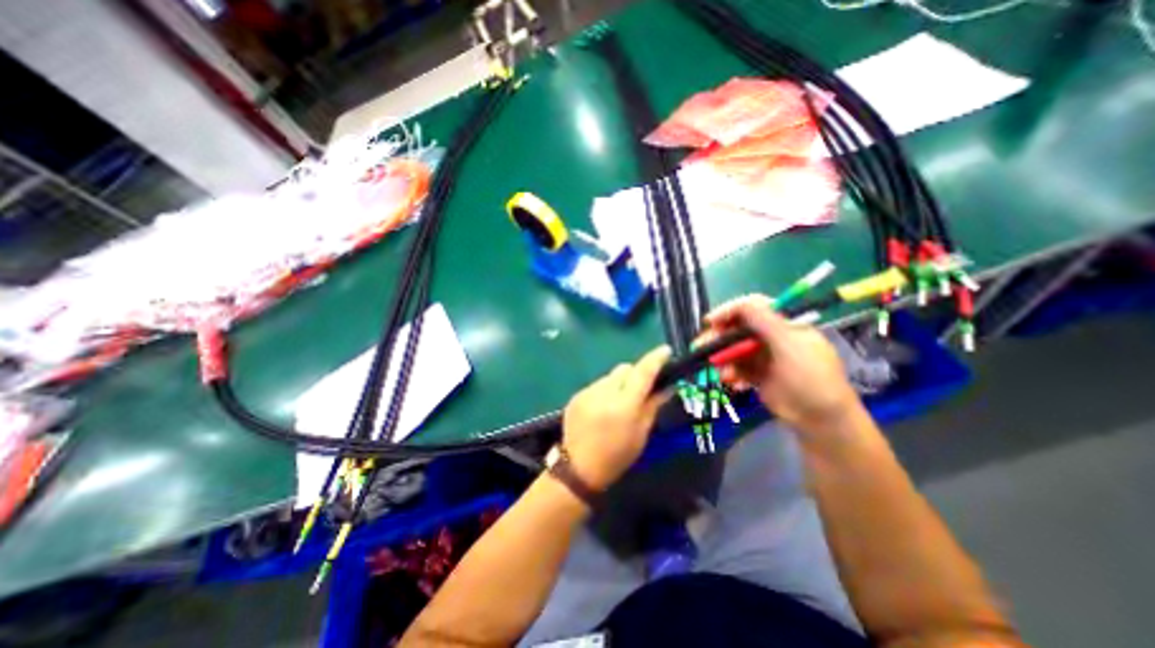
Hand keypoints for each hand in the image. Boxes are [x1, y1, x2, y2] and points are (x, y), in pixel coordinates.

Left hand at [563, 346, 672, 489]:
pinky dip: (605, 391)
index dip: (655, 359)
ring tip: (619, 402)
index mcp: (624, 405)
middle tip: (640, 389)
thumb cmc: (617, 456)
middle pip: (624, 369)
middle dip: (635, 374)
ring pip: (610, 376)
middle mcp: (604, 393)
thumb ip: (653, 405)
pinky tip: (603, 408)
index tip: (665, 351)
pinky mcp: (576, 396)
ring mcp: (587, 392)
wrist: (578, 468)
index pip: (642, 373)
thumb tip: (667, 386)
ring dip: (619, 383)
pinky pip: (597, 385)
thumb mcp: (641, 433)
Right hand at [699, 296, 860, 432]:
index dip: (730, 310)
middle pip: (738, 328)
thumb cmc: (811, 378)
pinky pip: (736, 367)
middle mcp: (771, 337)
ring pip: (734, 349)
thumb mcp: (790, 345)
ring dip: (722, 358)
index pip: (753, 307)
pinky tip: (730, 381)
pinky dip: (729, 372)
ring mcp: (763, 356)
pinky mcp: (756, 374)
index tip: (711, 321)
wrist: (821, 420)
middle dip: (719, 336)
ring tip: (719, 372)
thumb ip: (766, 322)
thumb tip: (743, 302)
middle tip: (702, 346)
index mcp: (783, 324)